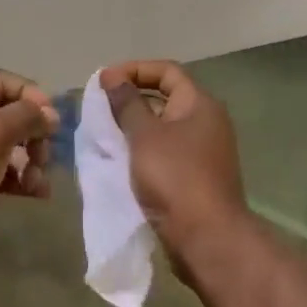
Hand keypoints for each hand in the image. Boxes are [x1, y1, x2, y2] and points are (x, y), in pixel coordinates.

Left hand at [0, 70, 57, 256]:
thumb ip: (28, 116)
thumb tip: (50, 115)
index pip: (3, 81)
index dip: (30, 94)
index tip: (50, 119)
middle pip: (8, 116)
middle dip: (33, 134)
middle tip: (44, 156)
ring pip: (6, 147)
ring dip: (30, 162)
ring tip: (39, 183)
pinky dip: (18, 180)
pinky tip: (35, 194)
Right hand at [99, 60, 248, 264]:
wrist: (206, 236)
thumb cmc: (175, 177)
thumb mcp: (144, 135)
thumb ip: (127, 104)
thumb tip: (113, 77)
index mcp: (200, 104)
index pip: (167, 71)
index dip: (134, 69)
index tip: (103, 82)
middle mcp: (207, 122)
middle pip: (166, 97)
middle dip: (131, 99)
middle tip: (99, 107)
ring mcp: (203, 151)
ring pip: (163, 127)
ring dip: (134, 126)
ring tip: (103, 132)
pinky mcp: (195, 176)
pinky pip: (165, 152)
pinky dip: (142, 150)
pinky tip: (120, 159)